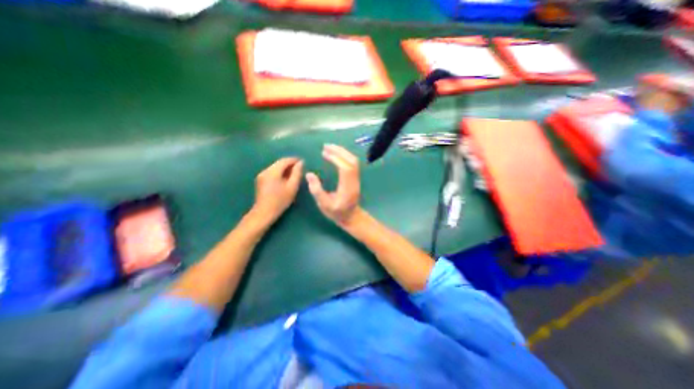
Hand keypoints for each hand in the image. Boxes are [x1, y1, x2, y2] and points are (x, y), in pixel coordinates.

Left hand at [252, 156, 301, 223]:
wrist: (264, 213)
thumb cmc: (280, 201)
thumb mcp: (292, 187)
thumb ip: (297, 174)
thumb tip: (301, 163)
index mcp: (273, 171)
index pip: (285, 160)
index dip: (295, 160)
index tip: (303, 162)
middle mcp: (265, 170)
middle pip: (279, 163)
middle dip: (290, 164)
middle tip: (300, 169)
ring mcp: (262, 175)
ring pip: (276, 167)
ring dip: (285, 169)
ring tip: (294, 174)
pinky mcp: (261, 180)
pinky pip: (272, 172)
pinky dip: (280, 173)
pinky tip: (285, 179)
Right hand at [305, 144, 360, 226]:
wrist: (351, 217)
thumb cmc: (337, 213)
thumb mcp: (324, 205)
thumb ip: (316, 190)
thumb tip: (309, 174)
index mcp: (347, 188)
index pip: (345, 168)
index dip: (336, 158)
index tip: (324, 153)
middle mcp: (354, 181)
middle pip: (352, 161)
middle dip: (340, 151)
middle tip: (326, 146)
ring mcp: (357, 179)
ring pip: (354, 161)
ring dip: (343, 152)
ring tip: (330, 148)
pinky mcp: (356, 178)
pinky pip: (353, 163)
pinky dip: (345, 156)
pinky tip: (336, 154)